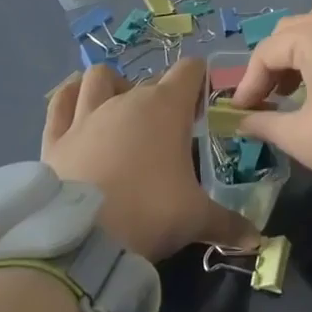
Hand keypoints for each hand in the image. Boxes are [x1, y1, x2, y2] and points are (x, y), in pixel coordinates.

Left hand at [44, 60, 253, 263]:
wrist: (80, 241)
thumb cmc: (150, 213)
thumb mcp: (196, 219)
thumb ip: (228, 224)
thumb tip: (257, 241)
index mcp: (166, 107)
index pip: (191, 69)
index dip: (200, 83)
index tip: (202, 111)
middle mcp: (126, 100)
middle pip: (150, 80)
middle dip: (163, 97)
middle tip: (170, 131)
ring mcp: (86, 115)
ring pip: (99, 78)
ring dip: (113, 86)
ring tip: (120, 111)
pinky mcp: (55, 138)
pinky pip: (60, 102)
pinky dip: (69, 99)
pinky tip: (76, 107)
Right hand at [232, 5, 311, 219]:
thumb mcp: (304, 138)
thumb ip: (266, 122)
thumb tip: (243, 120)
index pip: (268, 50)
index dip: (249, 82)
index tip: (242, 112)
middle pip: (296, 30)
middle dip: (276, 62)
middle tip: (269, 98)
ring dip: (306, 51)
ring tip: (301, 90)